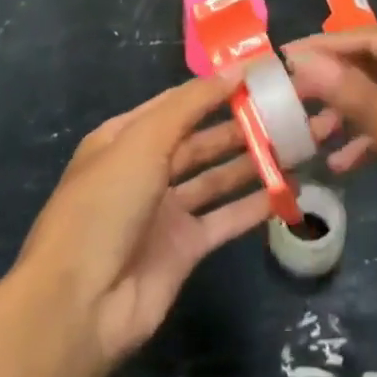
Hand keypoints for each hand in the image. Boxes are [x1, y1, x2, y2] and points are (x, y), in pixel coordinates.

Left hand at [17, 73, 339, 365]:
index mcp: (126, 137)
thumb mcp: (144, 140)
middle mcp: (146, 169)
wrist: (79, 306)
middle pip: (201, 139)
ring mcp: (166, 211)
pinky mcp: (184, 249)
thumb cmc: (106, 205)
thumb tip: (235, 70)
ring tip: (296, 143)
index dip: (215, 88)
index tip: (258, 75)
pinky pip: (225, 219)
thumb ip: (192, 103)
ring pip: (217, 177)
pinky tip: (288, 190)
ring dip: (253, 161)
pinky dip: (254, 205)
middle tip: (288, 109)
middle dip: (240, 124)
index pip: (177, 103)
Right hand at [285, 26, 376, 280]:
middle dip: (335, 84)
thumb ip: (360, 100)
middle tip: (289, 102)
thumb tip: (306, 61)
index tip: (280, 60)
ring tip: (310, 138)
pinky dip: (376, 140)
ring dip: (352, 115)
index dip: (324, 47)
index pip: (369, 38)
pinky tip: (347, 166)